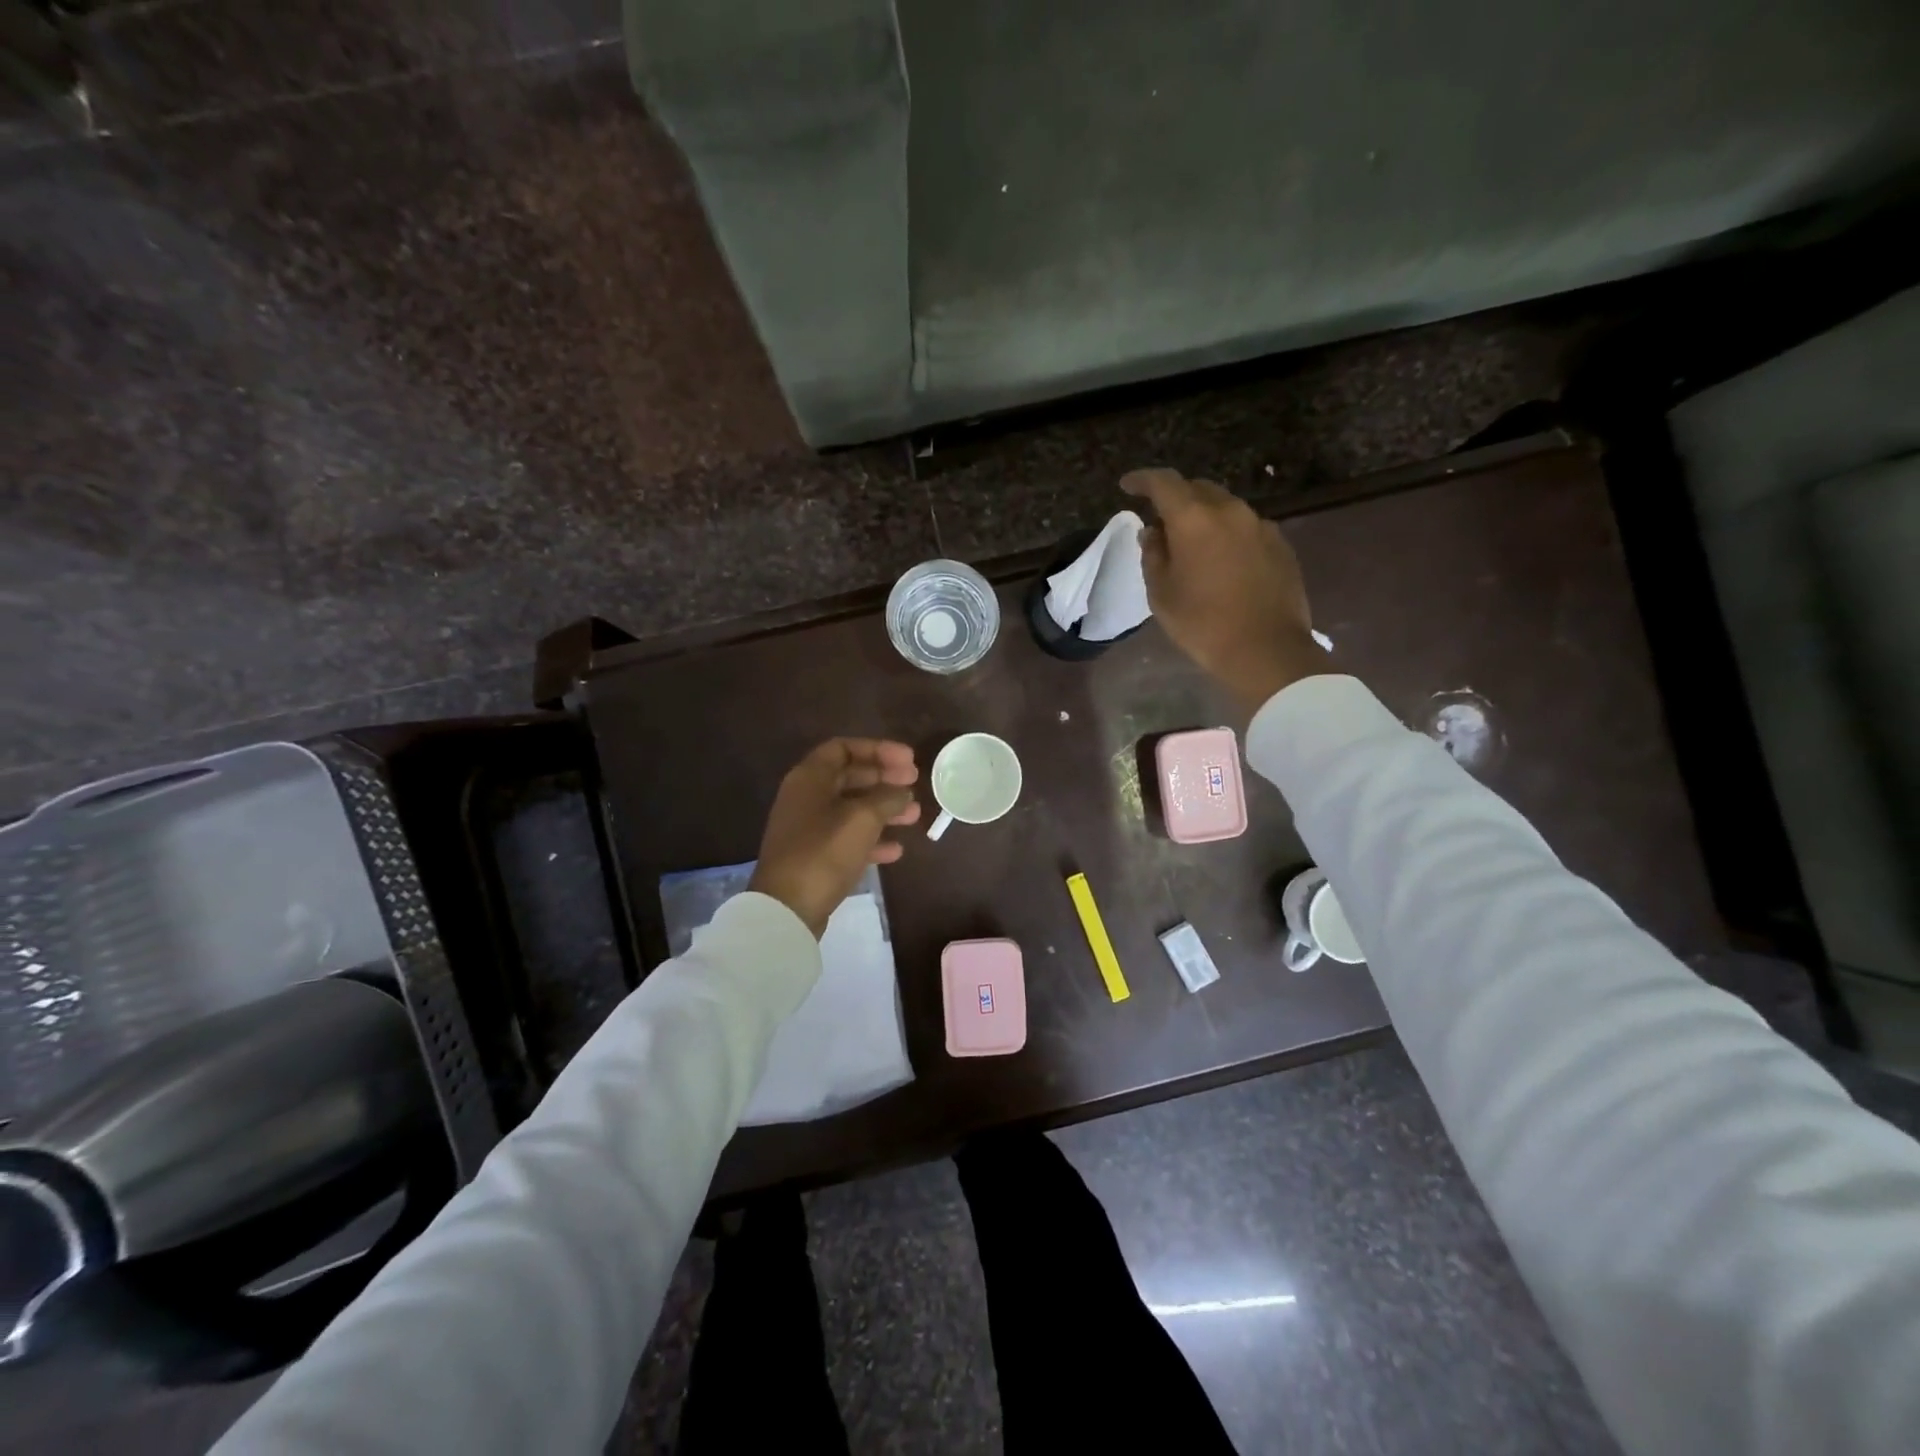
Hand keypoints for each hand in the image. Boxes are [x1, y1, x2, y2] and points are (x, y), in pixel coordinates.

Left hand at [749, 739, 921, 937]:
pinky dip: (872, 839)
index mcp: (810, 778)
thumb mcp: (863, 819)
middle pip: (850, 777)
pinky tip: (896, 850)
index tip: (909, 760)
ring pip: (852, 808)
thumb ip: (887, 798)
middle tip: (915, 784)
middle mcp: (806, 797)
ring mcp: (808, 828)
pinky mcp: (814, 856)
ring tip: (914, 816)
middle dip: (885, 779)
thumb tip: (902, 790)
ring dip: (884, 809)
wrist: (787, 908)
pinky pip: (847, 838)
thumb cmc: (824, 852)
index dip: (878, 749)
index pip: (844, 748)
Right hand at [1123, 468, 1325, 710]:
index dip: (1142, 480)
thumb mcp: (1161, 594)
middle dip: (1175, 499)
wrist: (1267, 650)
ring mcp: (1260, 525)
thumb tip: (1153, 532)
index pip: (1164, 483)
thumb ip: (1153, 555)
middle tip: (1160, 523)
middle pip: (1198, 489)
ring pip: (1225, 507)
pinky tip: (1222, 561)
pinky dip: (1228, 534)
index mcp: (1194, 519)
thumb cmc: (1203, 624)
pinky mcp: (1280, 544)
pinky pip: (1246, 527)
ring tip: (1192, 544)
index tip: (1127, 486)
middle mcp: (1230, 511)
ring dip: (1204, 517)